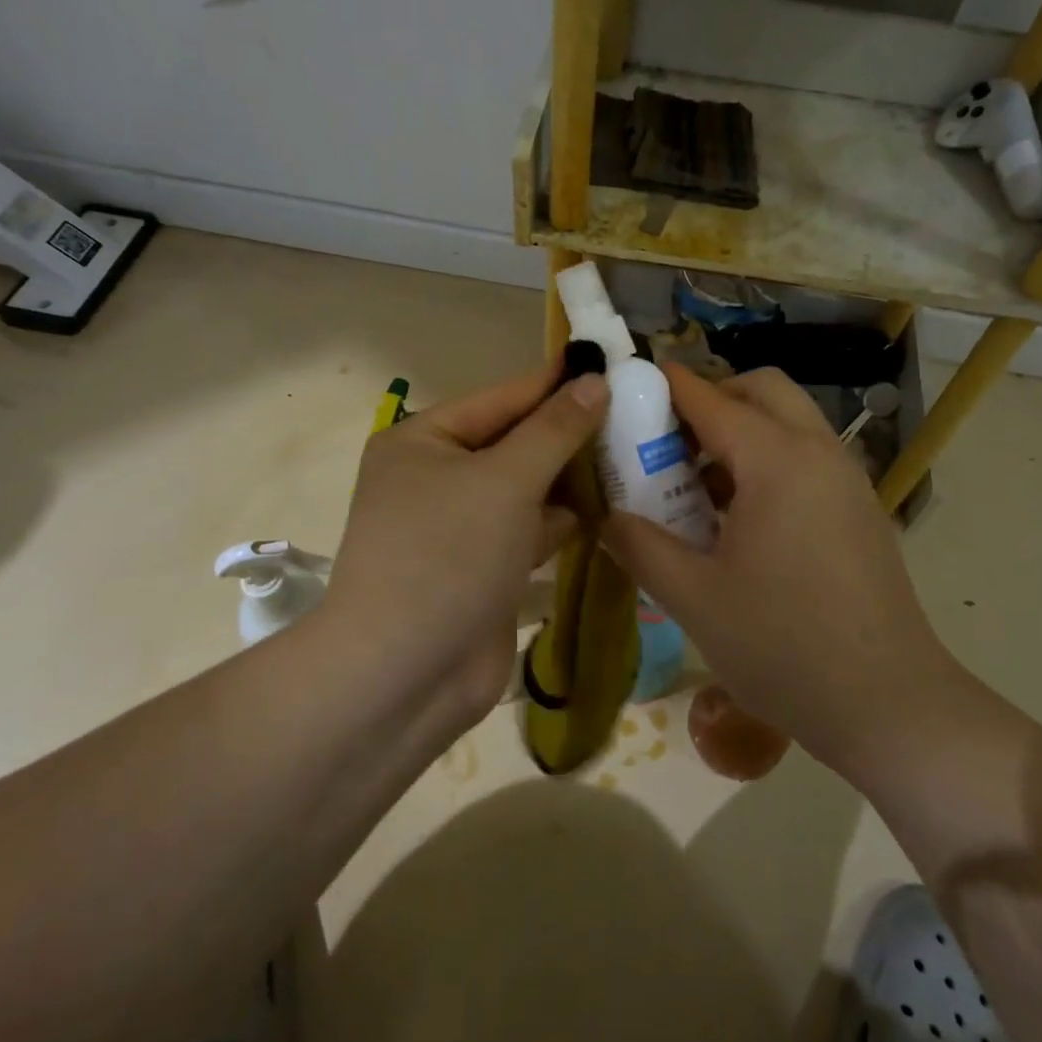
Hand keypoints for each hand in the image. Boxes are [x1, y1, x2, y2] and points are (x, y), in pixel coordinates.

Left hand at [324, 362, 607, 721]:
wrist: (404, 677)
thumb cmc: (448, 555)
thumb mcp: (505, 480)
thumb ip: (555, 430)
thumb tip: (596, 381)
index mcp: (423, 441)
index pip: (502, 398)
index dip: (557, 383)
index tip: (611, 365)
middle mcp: (437, 476)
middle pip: (516, 442)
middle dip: (570, 434)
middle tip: (637, 414)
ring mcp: (460, 525)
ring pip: (527, 487)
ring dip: (573, 478)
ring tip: (636, 456)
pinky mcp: (483, 566)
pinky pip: (530, 529)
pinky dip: (564, 521)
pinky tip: (612, 509)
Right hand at [604, 366, 957, 779]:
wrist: (890, 706)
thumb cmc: (784, 646)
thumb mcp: (693, 598)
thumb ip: (639, 546)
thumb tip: (604, 516)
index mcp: (778, 461)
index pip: (711, 399)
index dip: (666, 386)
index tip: (627, 384)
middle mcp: (819, 453)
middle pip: (762, 390)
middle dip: (711, 398)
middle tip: (669, 441)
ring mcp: (848, 480)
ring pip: (789, 422)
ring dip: (741, 432)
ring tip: (697, 485)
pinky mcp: (859, 509)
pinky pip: (807, 457)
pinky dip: (768, 461)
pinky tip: (739, 520)